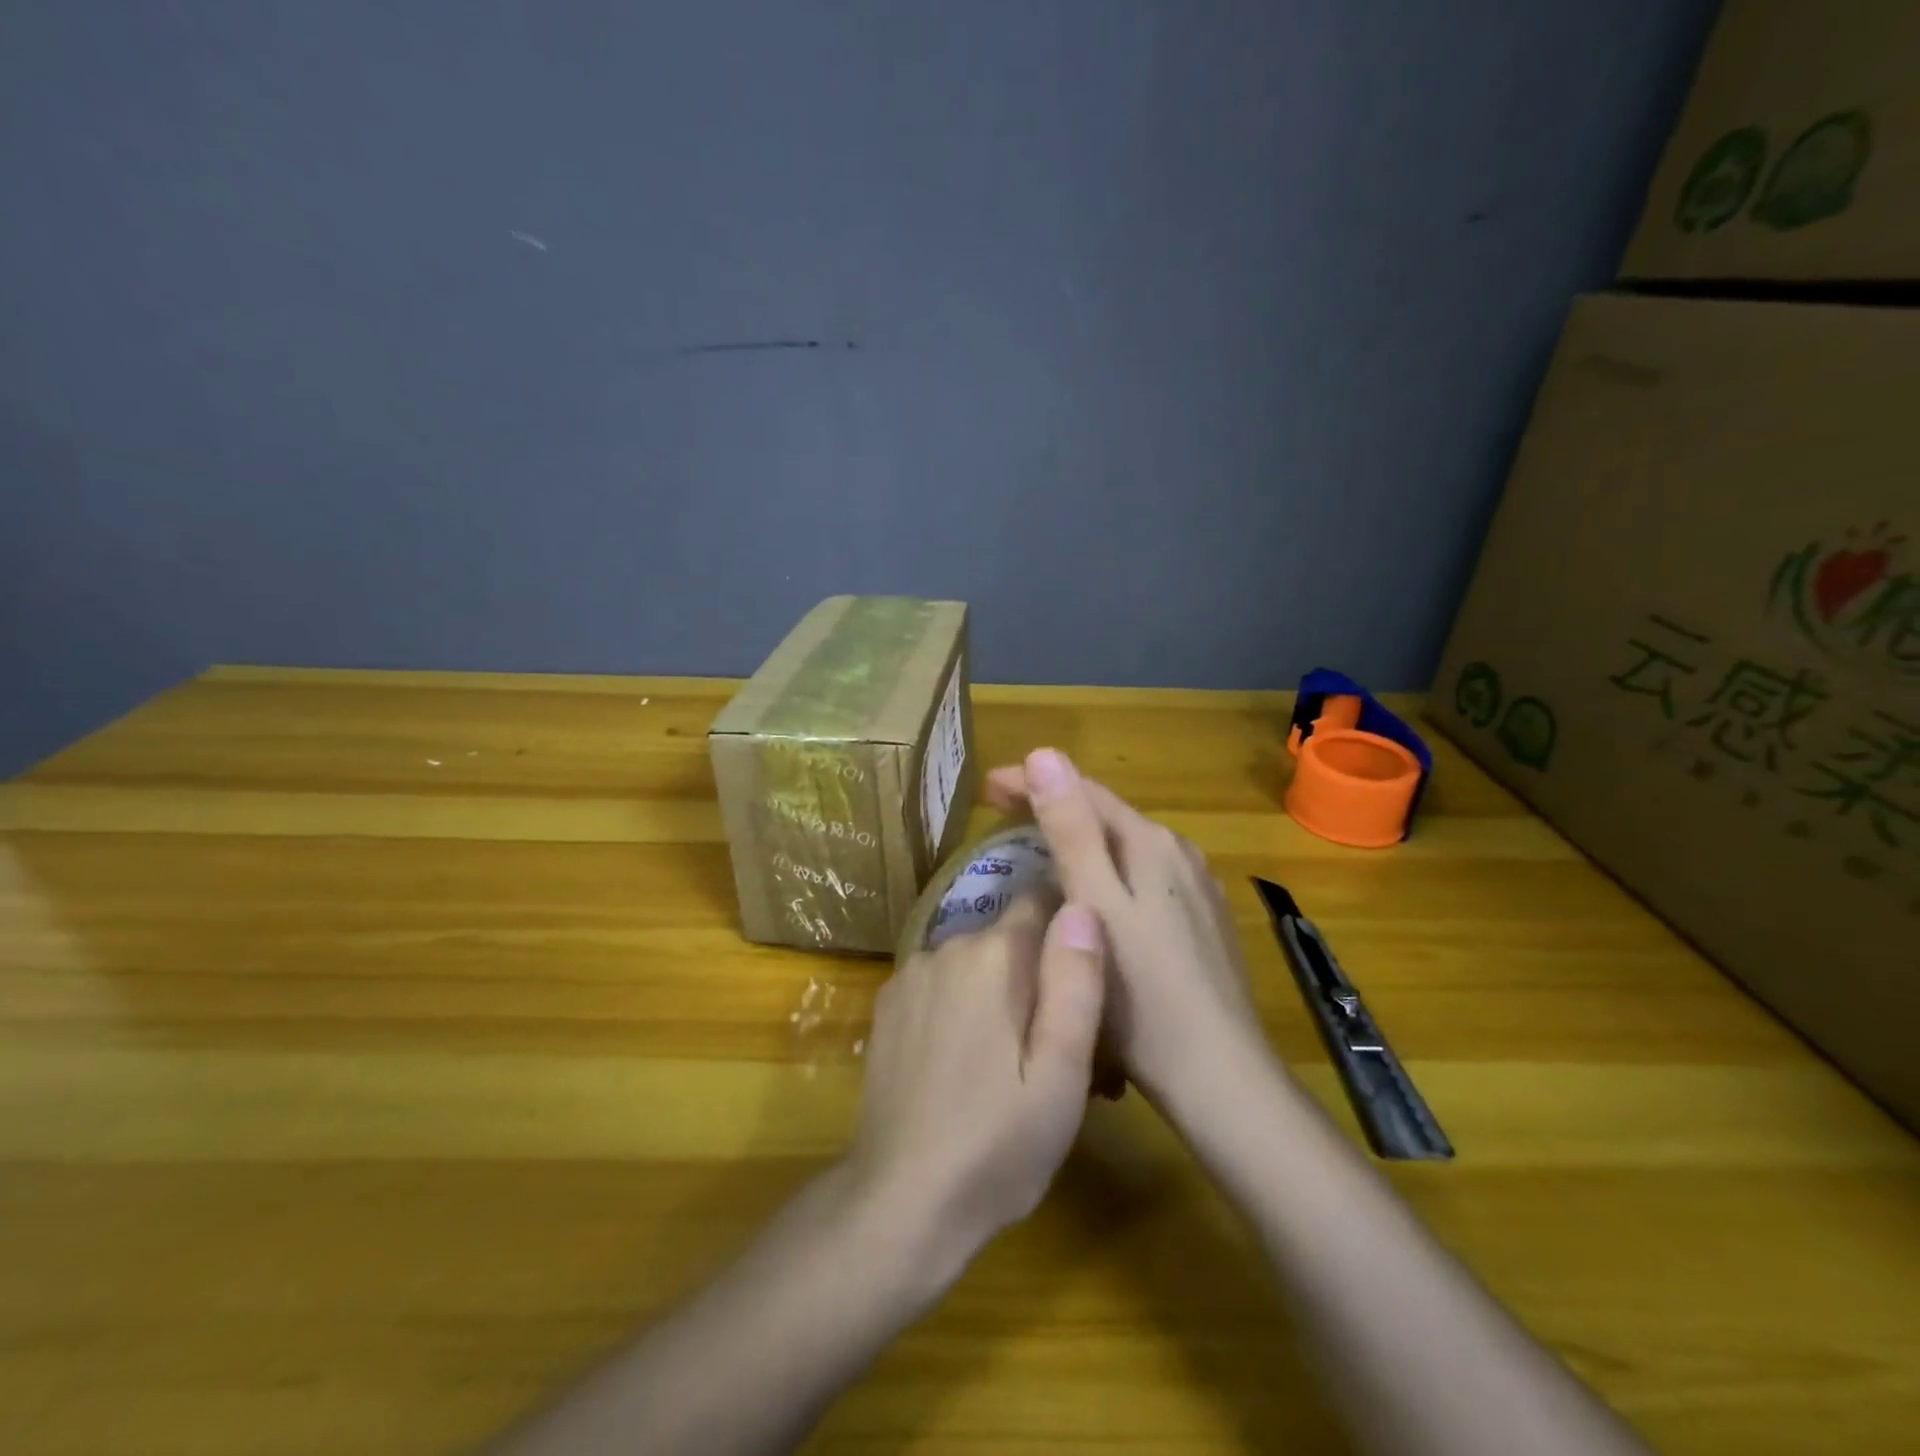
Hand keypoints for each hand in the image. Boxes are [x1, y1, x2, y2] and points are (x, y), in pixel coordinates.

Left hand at [845, 894, 1107, 1269]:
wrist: (900, 1201)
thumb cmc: (997, 1144)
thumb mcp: (1061, 1074)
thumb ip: (1075, 982)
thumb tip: (1082, 906)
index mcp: (994, 954)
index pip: (1041, 901)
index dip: (1069, 930)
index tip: (1084, 977)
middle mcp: (948, 946)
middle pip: (1009, 938)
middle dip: (1036, 973)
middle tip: (1057, 1044)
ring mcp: (911, 974)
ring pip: (974, 962)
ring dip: (997, 991)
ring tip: (1012, 1062)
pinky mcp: (888, 1005)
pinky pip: (941, 984)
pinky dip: (960, 1004)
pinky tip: (964, 1062)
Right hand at [984, 749, 1264, 1109]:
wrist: (1219, 1077)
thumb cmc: (1143, 995)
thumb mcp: (1095, 905)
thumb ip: (1071, 829)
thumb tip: (1045, 755)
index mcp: (1151, 843)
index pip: (1084, 791)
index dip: (1032, 781)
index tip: (986, 787)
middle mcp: (1179, 853)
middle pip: (1106, 815)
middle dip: (1053, 806)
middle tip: (999, 815)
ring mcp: (1196, 888)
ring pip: (1125, 847)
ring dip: (1078, 838)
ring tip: (1034, 849)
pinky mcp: (1201, 921)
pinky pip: (1142, 877)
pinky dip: (1106, 870)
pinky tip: (1091, 895)